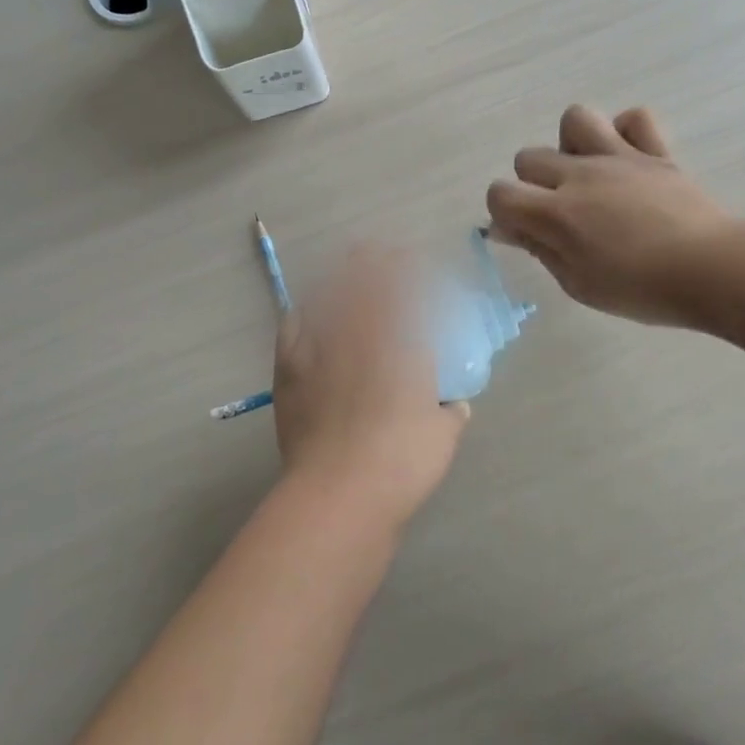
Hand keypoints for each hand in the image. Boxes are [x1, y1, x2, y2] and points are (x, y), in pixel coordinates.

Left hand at [272, 244, 470, 530]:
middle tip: (373, 251)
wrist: (339, 492)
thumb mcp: (442, 436)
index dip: (405, 268)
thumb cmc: (402, 461)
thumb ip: (451, 413)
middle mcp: (358, 335)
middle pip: (361, 283)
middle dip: (369, 261)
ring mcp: (319, 350)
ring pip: (326, 298)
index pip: (402, 290)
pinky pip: (293, 329)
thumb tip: (456, 404)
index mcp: (400, 343)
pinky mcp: (289, 372)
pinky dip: (301, 315)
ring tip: (342, 270)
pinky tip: (304, 313)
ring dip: (336, 279)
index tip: (409, 257)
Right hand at [486, 105, 728, 326]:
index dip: (504, 213)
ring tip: (589, 176)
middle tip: (561, 214)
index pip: (500, 194)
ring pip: (575, 119)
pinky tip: (628, 161)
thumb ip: (539, 249)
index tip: (526, 234)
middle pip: (529, 157)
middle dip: (533, 184)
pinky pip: (635, 118)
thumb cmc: (641, 289)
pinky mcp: (655, 152)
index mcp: (556, 213)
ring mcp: (619, 157)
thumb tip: (507, 228)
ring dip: (572, 146)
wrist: (712, 270)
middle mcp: (580, 175)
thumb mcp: (578, 284)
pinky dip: (626, 133)